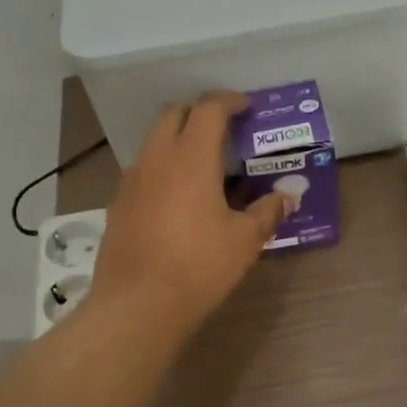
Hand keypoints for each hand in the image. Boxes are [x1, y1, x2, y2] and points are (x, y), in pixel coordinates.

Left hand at [89, 92, 289, 334]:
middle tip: (223, 129)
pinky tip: (177, 195)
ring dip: (177, 138)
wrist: (136, 305)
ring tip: (202, 162)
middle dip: (199, 112)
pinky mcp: (118, 202)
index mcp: (191, 157)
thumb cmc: (198, 266)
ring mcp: (132, 179)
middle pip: (173, 113)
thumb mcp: (244, 241)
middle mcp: (157, 158)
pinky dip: (162, 165)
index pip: (208, 108)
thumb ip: (267, 212)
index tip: (245, 107)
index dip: (228, 101)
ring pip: (154, 139)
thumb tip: (287, 197)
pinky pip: (143, 168)